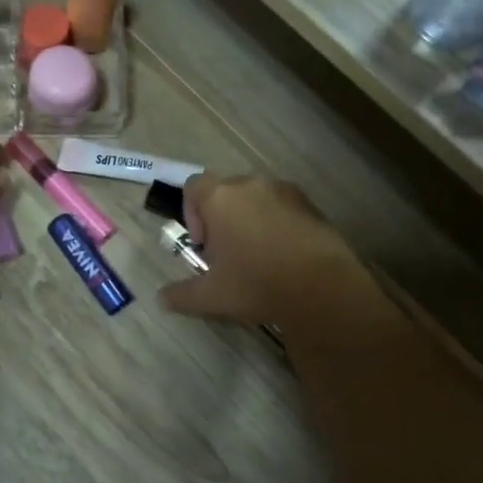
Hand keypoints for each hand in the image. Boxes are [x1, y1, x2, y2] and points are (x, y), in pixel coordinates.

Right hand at [160, 174, 383, 333]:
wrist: (322, 289)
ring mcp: (285, 191)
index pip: (193, 186)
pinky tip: (283, 256)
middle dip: (221, 217)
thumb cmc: (256, 284)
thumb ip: (181, 294)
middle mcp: (251, 184)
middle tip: (227, 253)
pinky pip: (283, 207)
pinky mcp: (311, 204)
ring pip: (256, 198)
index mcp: (220, 198)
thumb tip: (161, 298)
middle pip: (225, 191)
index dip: (191, 213)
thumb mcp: (211, 296)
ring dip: (250, 219)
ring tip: (257, 255)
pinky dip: (276, 223)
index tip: (203, 244)